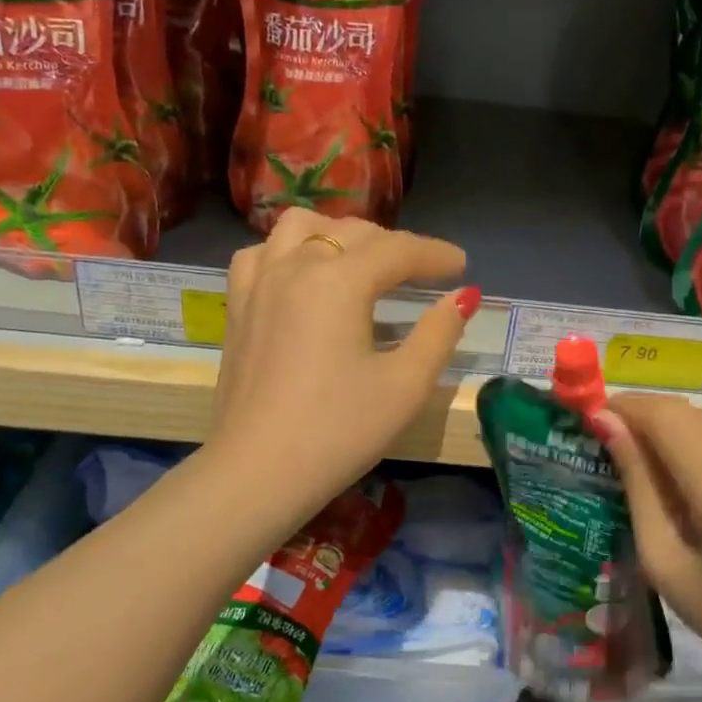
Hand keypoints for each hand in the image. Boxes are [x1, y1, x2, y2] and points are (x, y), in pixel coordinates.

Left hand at [209, 209, 477, 519]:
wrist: (257, 474)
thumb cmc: (339, 431)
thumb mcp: (405, 385)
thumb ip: (440, 333)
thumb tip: (464, 297)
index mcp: (338, 281)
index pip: (397, 250)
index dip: (435, 254)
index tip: (461, 264)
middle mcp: (294, 266)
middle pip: (353, 233)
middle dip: (394, 245)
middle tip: (423, 273)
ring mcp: (258, 283)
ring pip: (300, 227)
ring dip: (339, 234)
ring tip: (361, 262)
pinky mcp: (237, 306)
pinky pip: (263, 253)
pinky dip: (290, 250)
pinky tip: (303, 275)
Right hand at [596, 395, 701, 701]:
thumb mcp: (668, 563)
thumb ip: (637, 484)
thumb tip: (605, 421)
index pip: (666, 416)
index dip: (627, 408)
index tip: (596, 416)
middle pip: (692, 415)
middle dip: (653, 425)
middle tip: (625, 454)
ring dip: (687, 436)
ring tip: (673, 479)